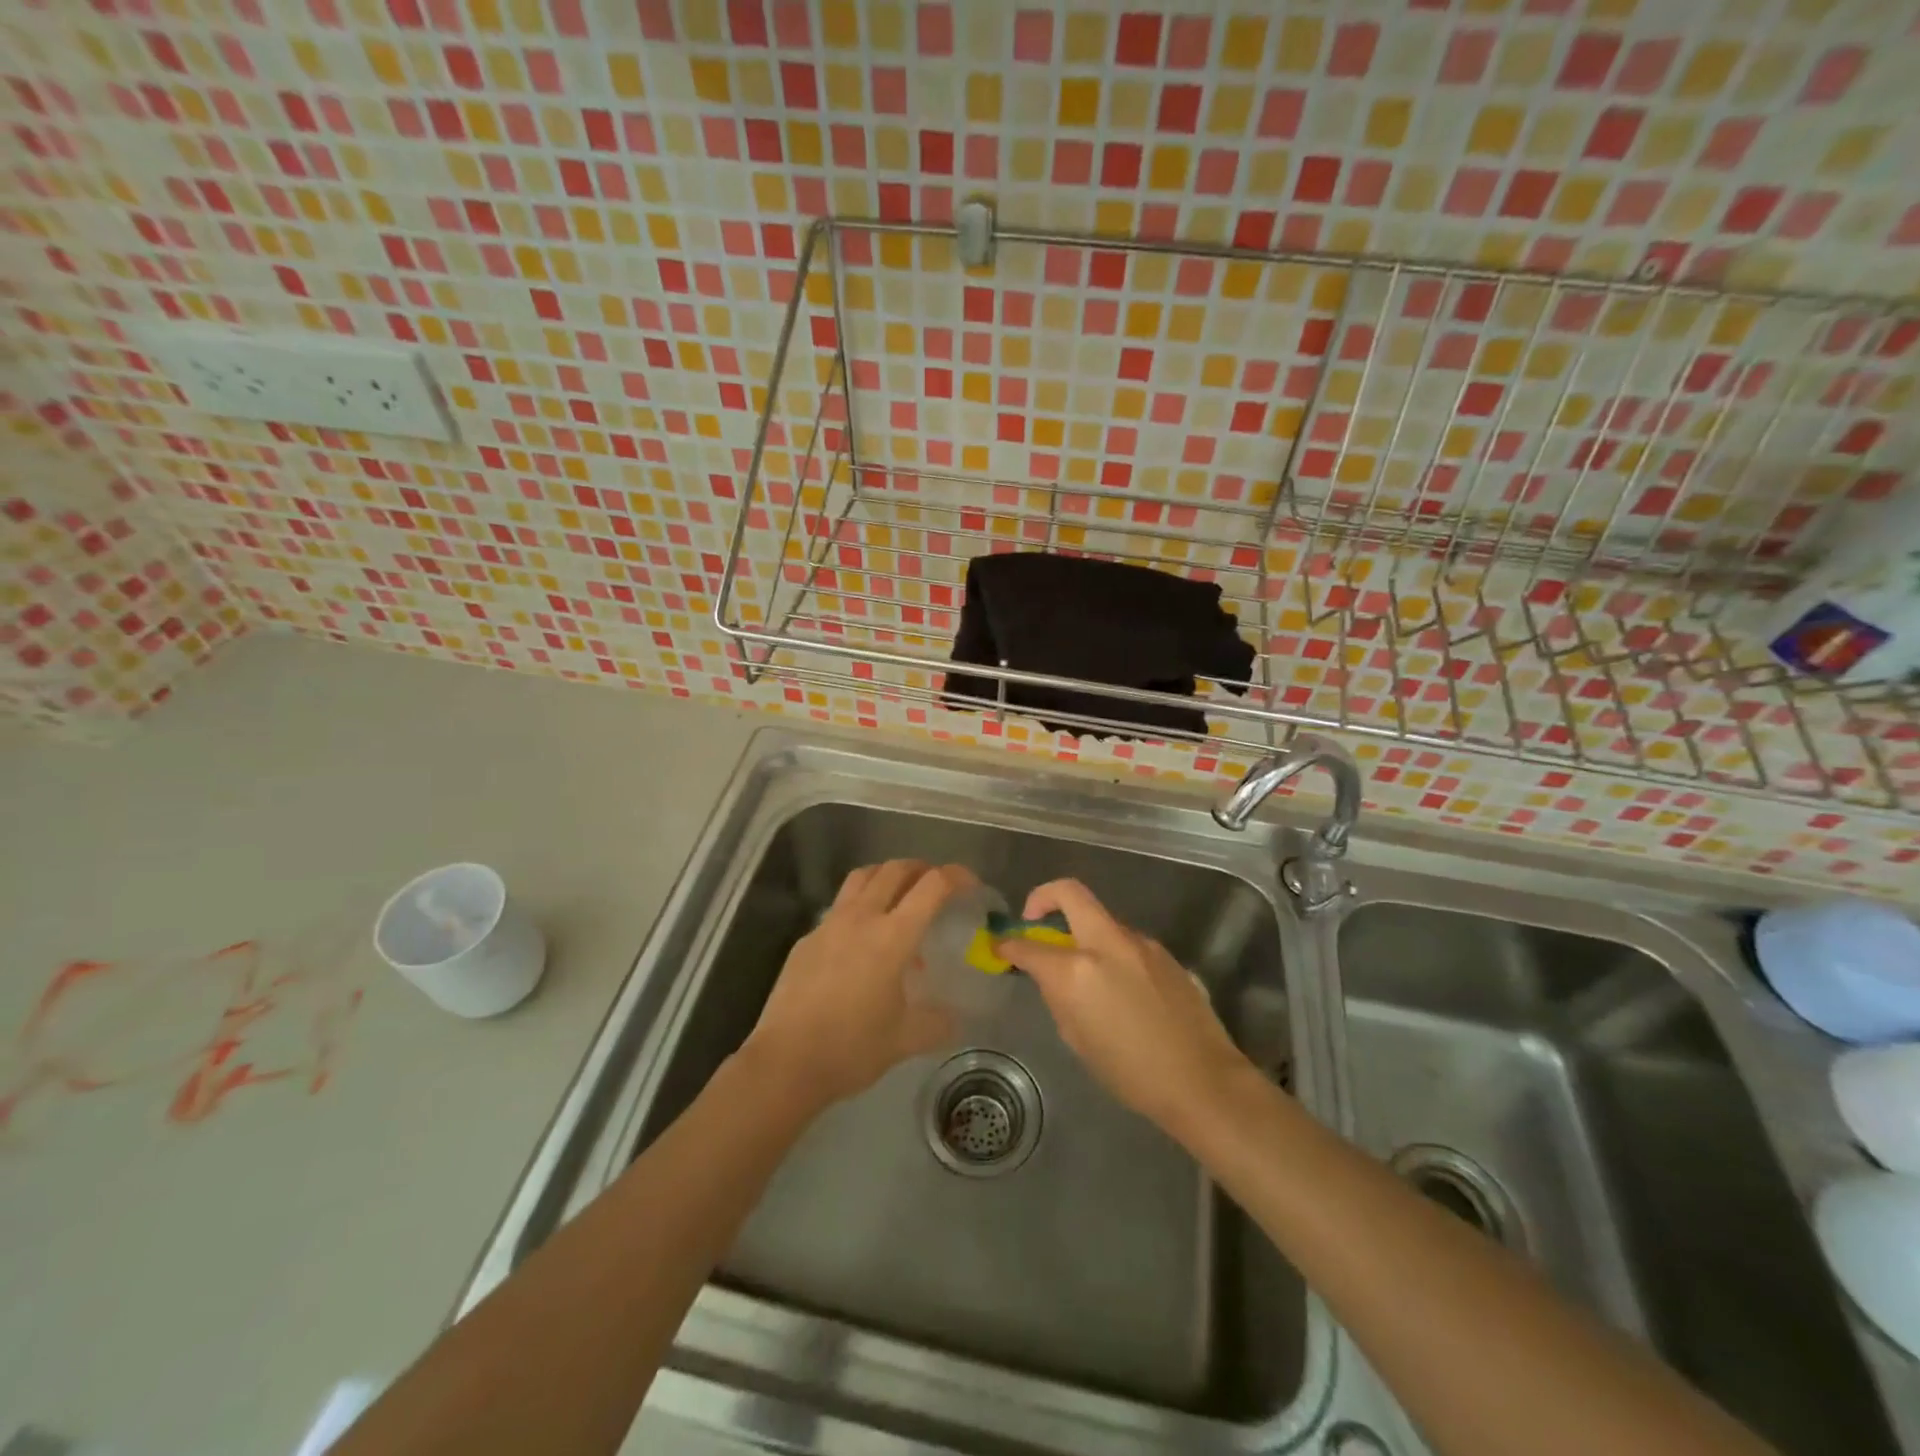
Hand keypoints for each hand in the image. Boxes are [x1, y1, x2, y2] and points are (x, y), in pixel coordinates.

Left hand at [741, 860, 967, 1112]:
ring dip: (887, 876)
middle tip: (936, 886)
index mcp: (893, 936)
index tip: (971, 885)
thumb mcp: (906, 1039)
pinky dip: (860, 906)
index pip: (932, 885)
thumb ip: (937, 1023)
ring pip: (862, 877)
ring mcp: (830, 924)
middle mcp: (861, 918)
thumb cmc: (852, 1048)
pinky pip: (840, 907)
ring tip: (900, 896)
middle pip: (895, 869)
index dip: (956, 876)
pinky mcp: (808, 939)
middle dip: (922, 869)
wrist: (785, 1063)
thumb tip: (955, 1019)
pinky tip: (862, 939)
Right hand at [995, 878, 1251, 1133]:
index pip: (1029, 945)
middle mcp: (1106, 944)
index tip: (1001, 946)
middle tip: (1034, 919)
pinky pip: (1125, 940)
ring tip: (1084, 969)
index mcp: (1076, 971)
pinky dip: (1110, 950)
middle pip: (1069, 892)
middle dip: (1043, 897)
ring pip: (1100, 918)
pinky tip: (1119, 985)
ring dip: (1083, 931)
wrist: (1202, 1080)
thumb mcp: (1077, 1039)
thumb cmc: (1130, 1073)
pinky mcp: (1163, 951)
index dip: (1008, 944)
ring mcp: (1139, 942)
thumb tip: (1052, 976)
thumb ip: (1059, 996)